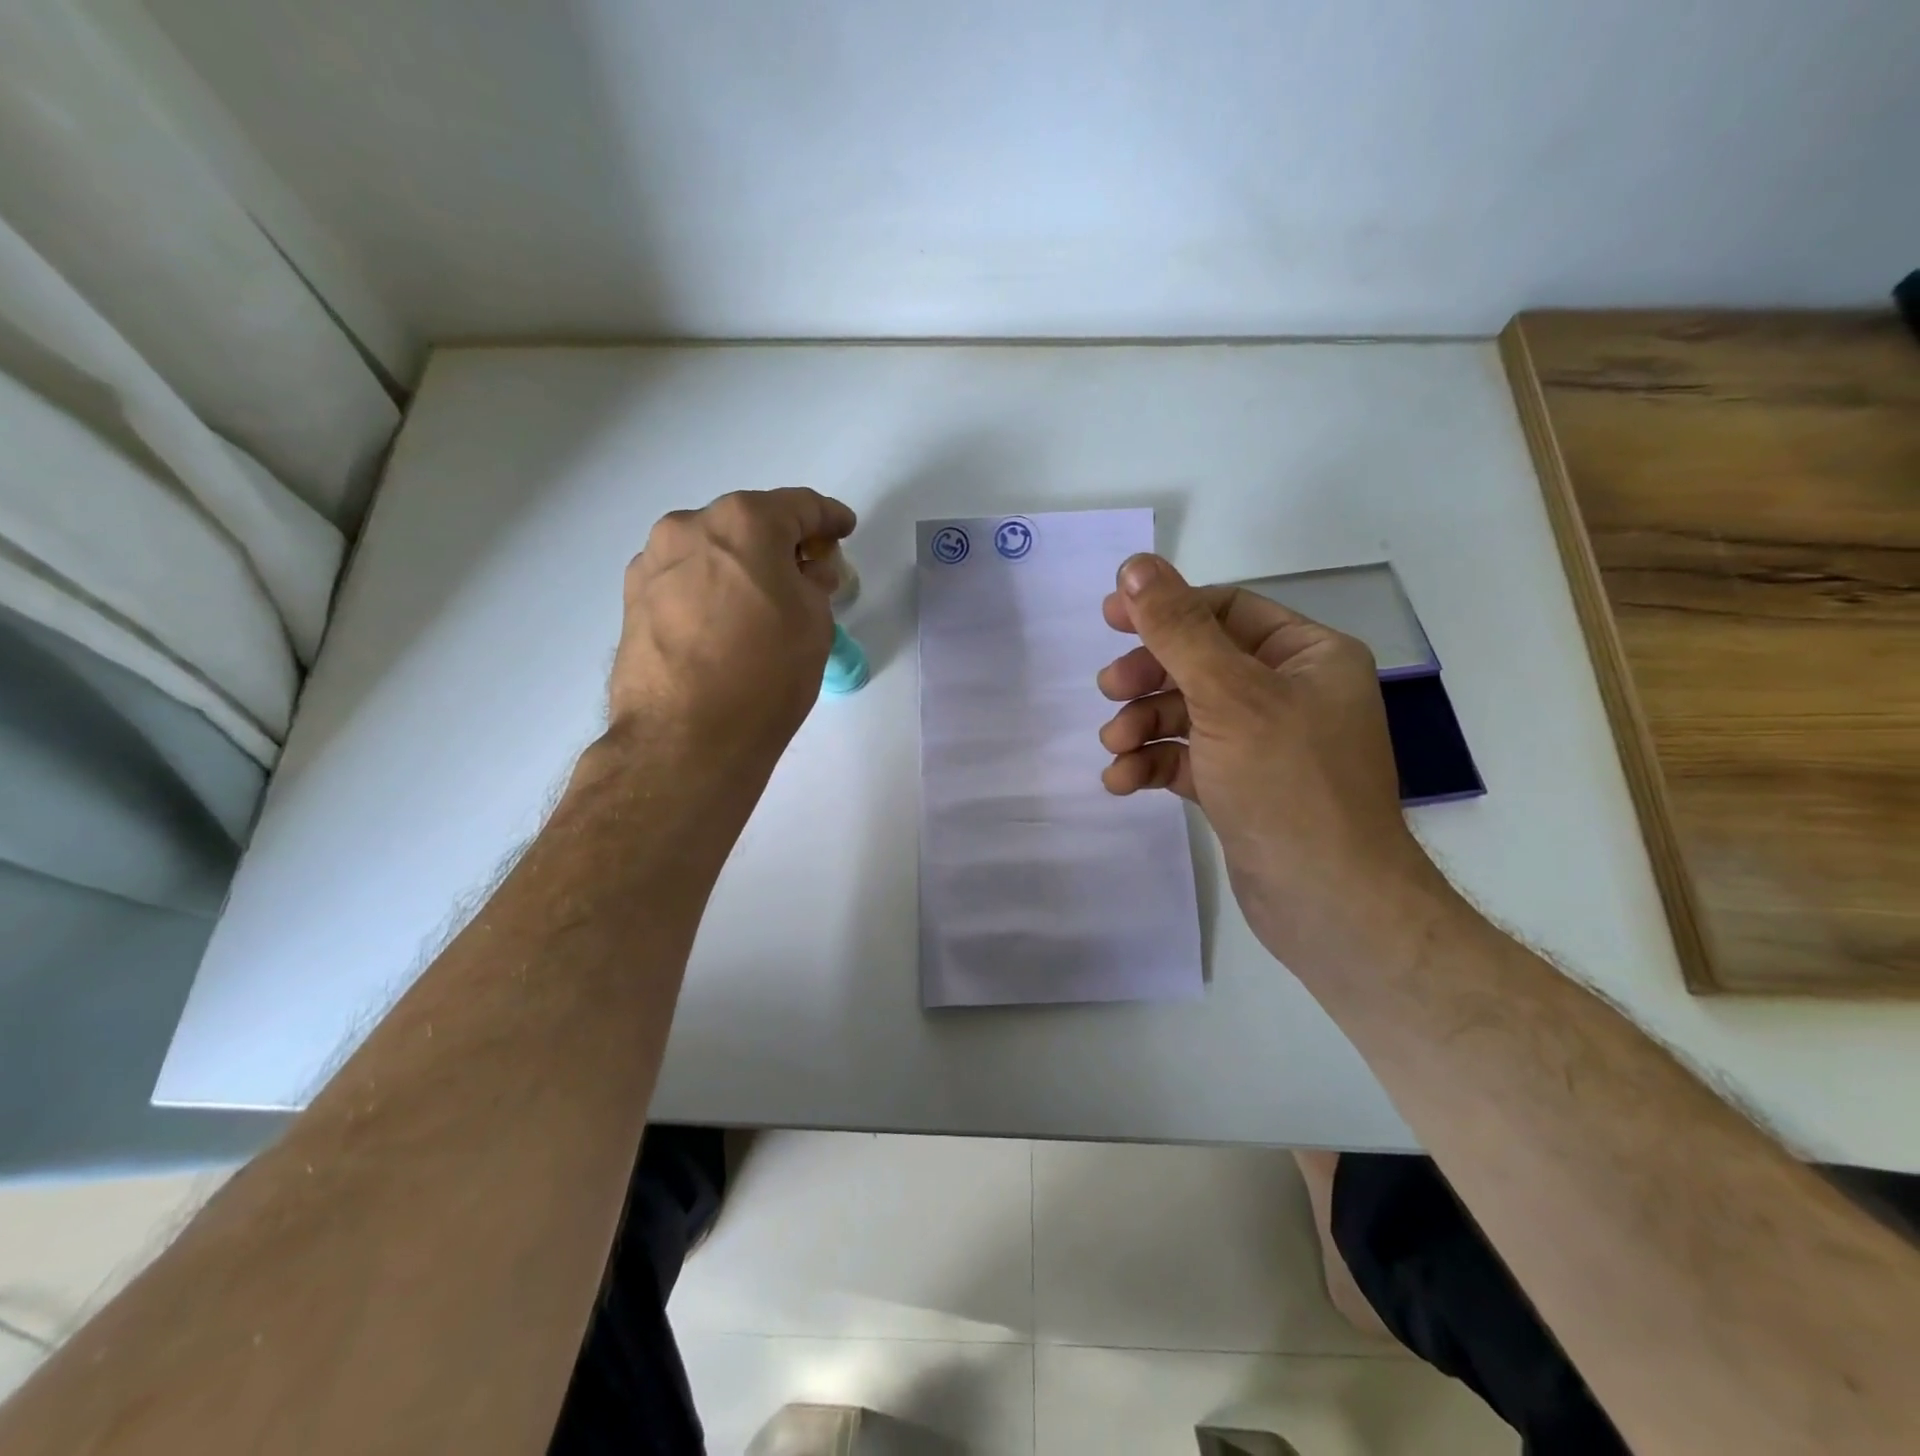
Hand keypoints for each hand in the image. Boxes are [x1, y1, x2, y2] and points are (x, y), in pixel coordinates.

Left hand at [602, 488, 855, 772]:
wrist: (685, 738)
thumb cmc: (765, 675)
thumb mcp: (815, 624)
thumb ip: (813, 583)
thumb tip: (800, 574)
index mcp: (744, 522)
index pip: (799, 506)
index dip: (829, 518)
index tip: (844, 528)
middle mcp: (690, 526)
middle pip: (749, 523)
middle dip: (782, 543)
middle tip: (807, 574)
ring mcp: (654, 562)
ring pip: (711, 550)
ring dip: (741, 565)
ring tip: (761, 603)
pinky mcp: (632, 599)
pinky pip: (685, 579)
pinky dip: (710, 588)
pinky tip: (723, 622)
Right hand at [1096, 554, 1452, 971]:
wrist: (1328, 902)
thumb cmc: (1287, 784)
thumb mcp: (1228, 695)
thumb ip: (1177, 629)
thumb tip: (1135, 565)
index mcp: (1307, 656)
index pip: (1225, 610)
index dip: (1165, 610)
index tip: (1110, 617)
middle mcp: (1291, 692)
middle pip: (1199, 662)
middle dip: (1149, 676)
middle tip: (1110, 690)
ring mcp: (1265, 743)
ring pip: (1188, 714)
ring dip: (1143, 725)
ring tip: (1114, 747)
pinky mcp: (1241, 786)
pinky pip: (1188, 758)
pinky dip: (1153, 764)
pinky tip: (1122, 780)